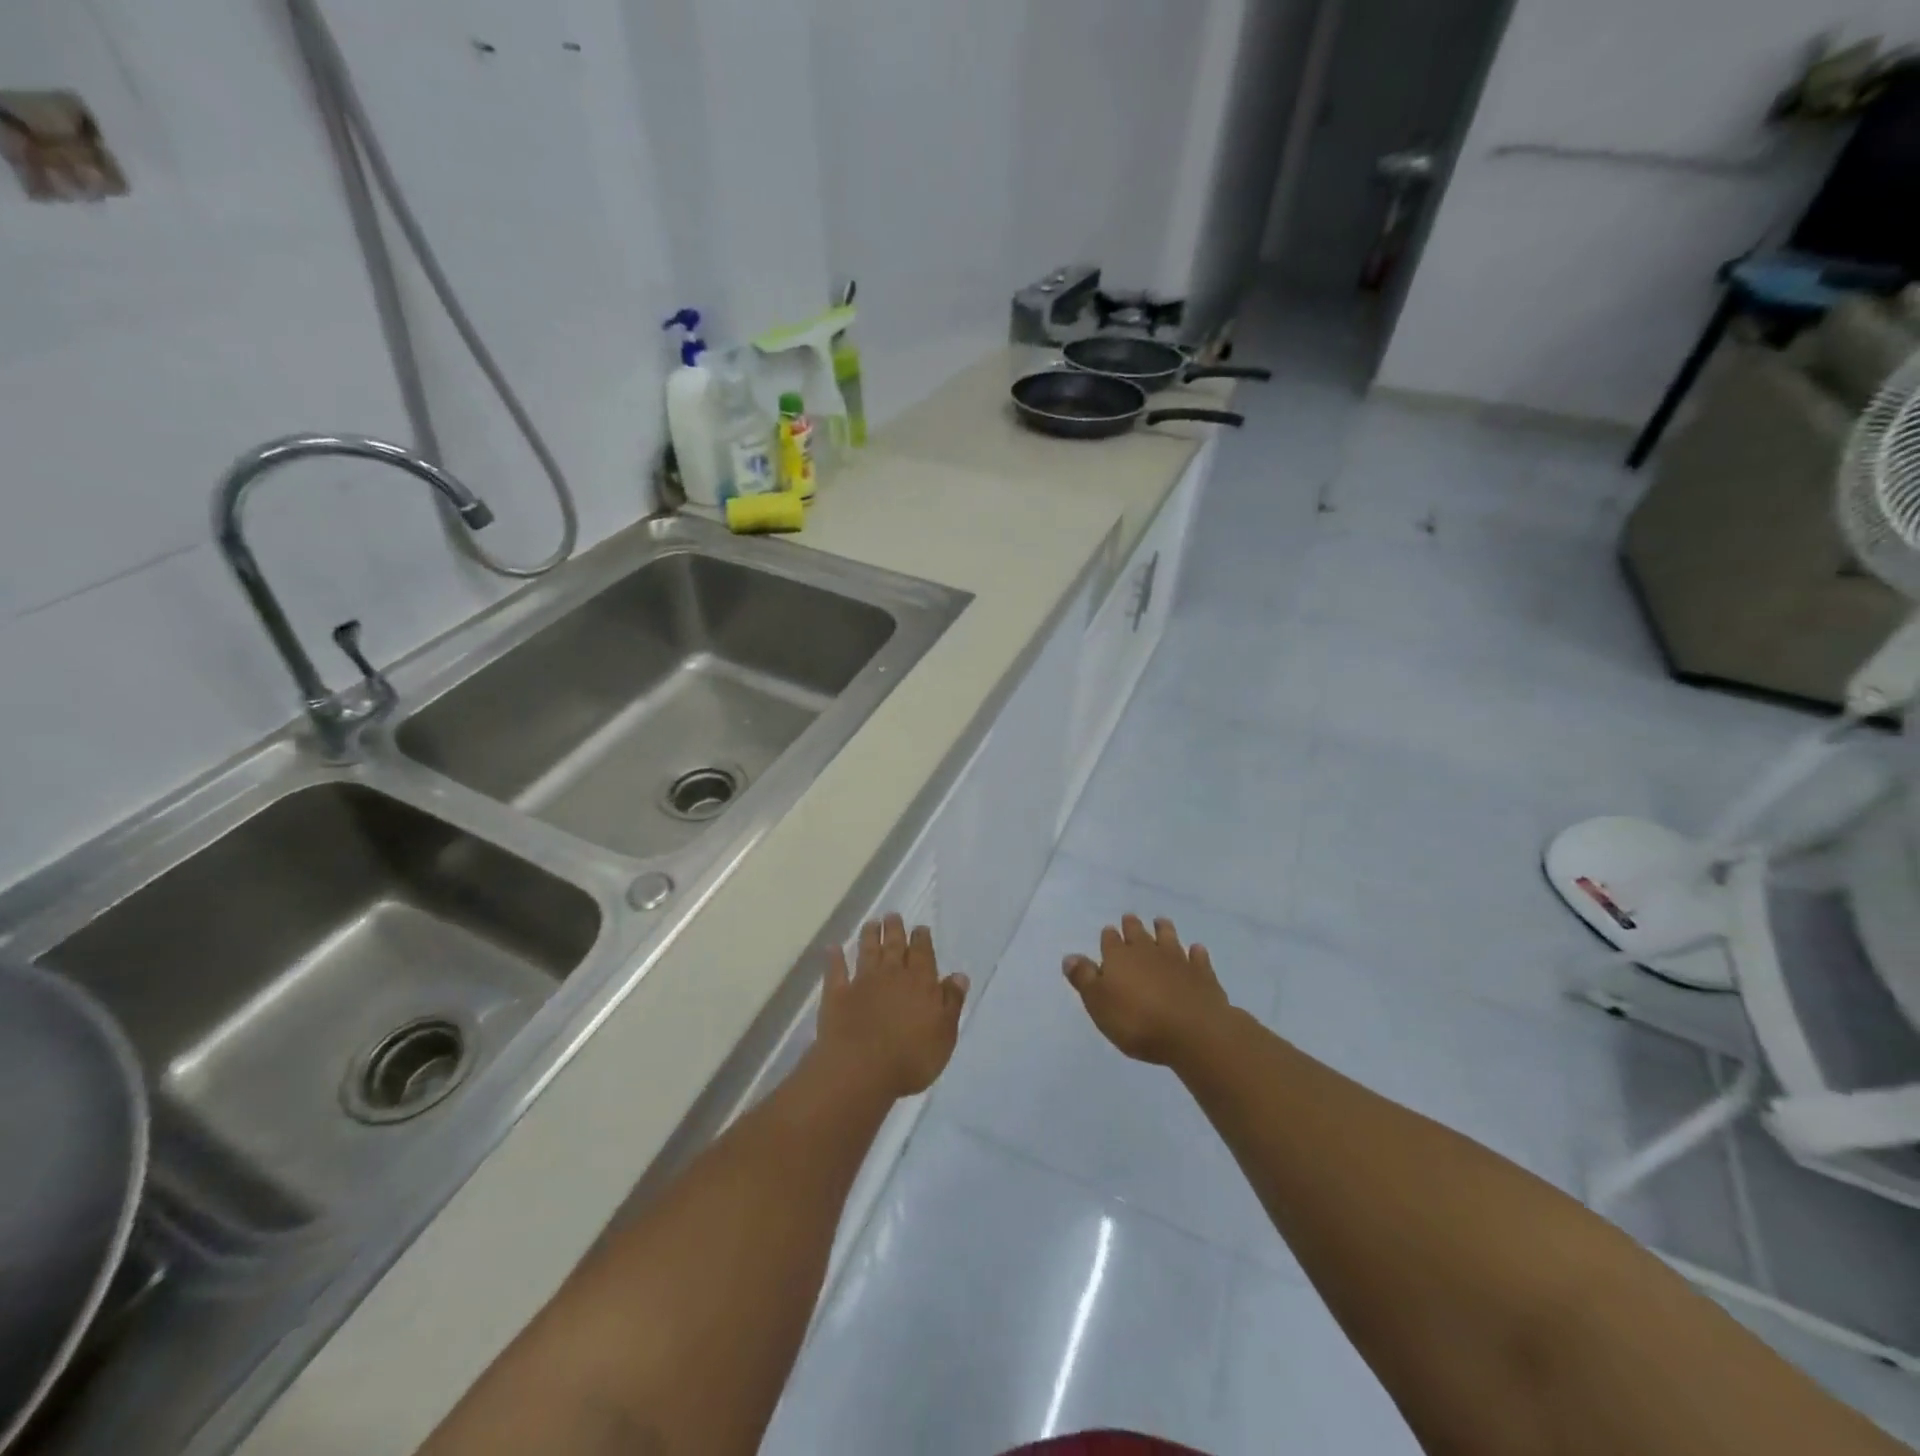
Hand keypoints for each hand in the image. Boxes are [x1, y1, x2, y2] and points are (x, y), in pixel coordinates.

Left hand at [815, 915, 968, 1099]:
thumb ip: (951, 1002)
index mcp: (920, 982)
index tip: (920, 927)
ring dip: (869, 936)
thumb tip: (958, 975)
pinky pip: (835, 971)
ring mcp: (862, 982)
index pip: (922, 953)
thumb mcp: (944, 1034)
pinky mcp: (837, 995)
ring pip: (867, 952)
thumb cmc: (911, 1058)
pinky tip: (833, 948)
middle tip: (892, 915)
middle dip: (894, 929)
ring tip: (871, 923)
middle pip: (893, 946)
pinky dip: (834, 958)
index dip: (921, 939)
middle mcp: (891, 975)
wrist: (861, 1070)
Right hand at [1064, 914, 1232, 1065]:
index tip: (1109, 931)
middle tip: (1130, 919)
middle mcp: (1147, 951)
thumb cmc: (1137, 1021)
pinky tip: (1196, 950)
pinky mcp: (1202, 974)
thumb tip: (1069, 957)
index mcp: (1119, 957)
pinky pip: (1198, 957)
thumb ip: (1085, 979)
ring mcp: (1178, 960)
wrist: (1193, 1031)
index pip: (1110, 940)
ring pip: (1168, 938)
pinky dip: (1196, 953)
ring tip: (1161, 922)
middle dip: (1132, 926)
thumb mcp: (1099, 1003)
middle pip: (1138, 933)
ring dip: (1164, 930)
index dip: (1109, 937)